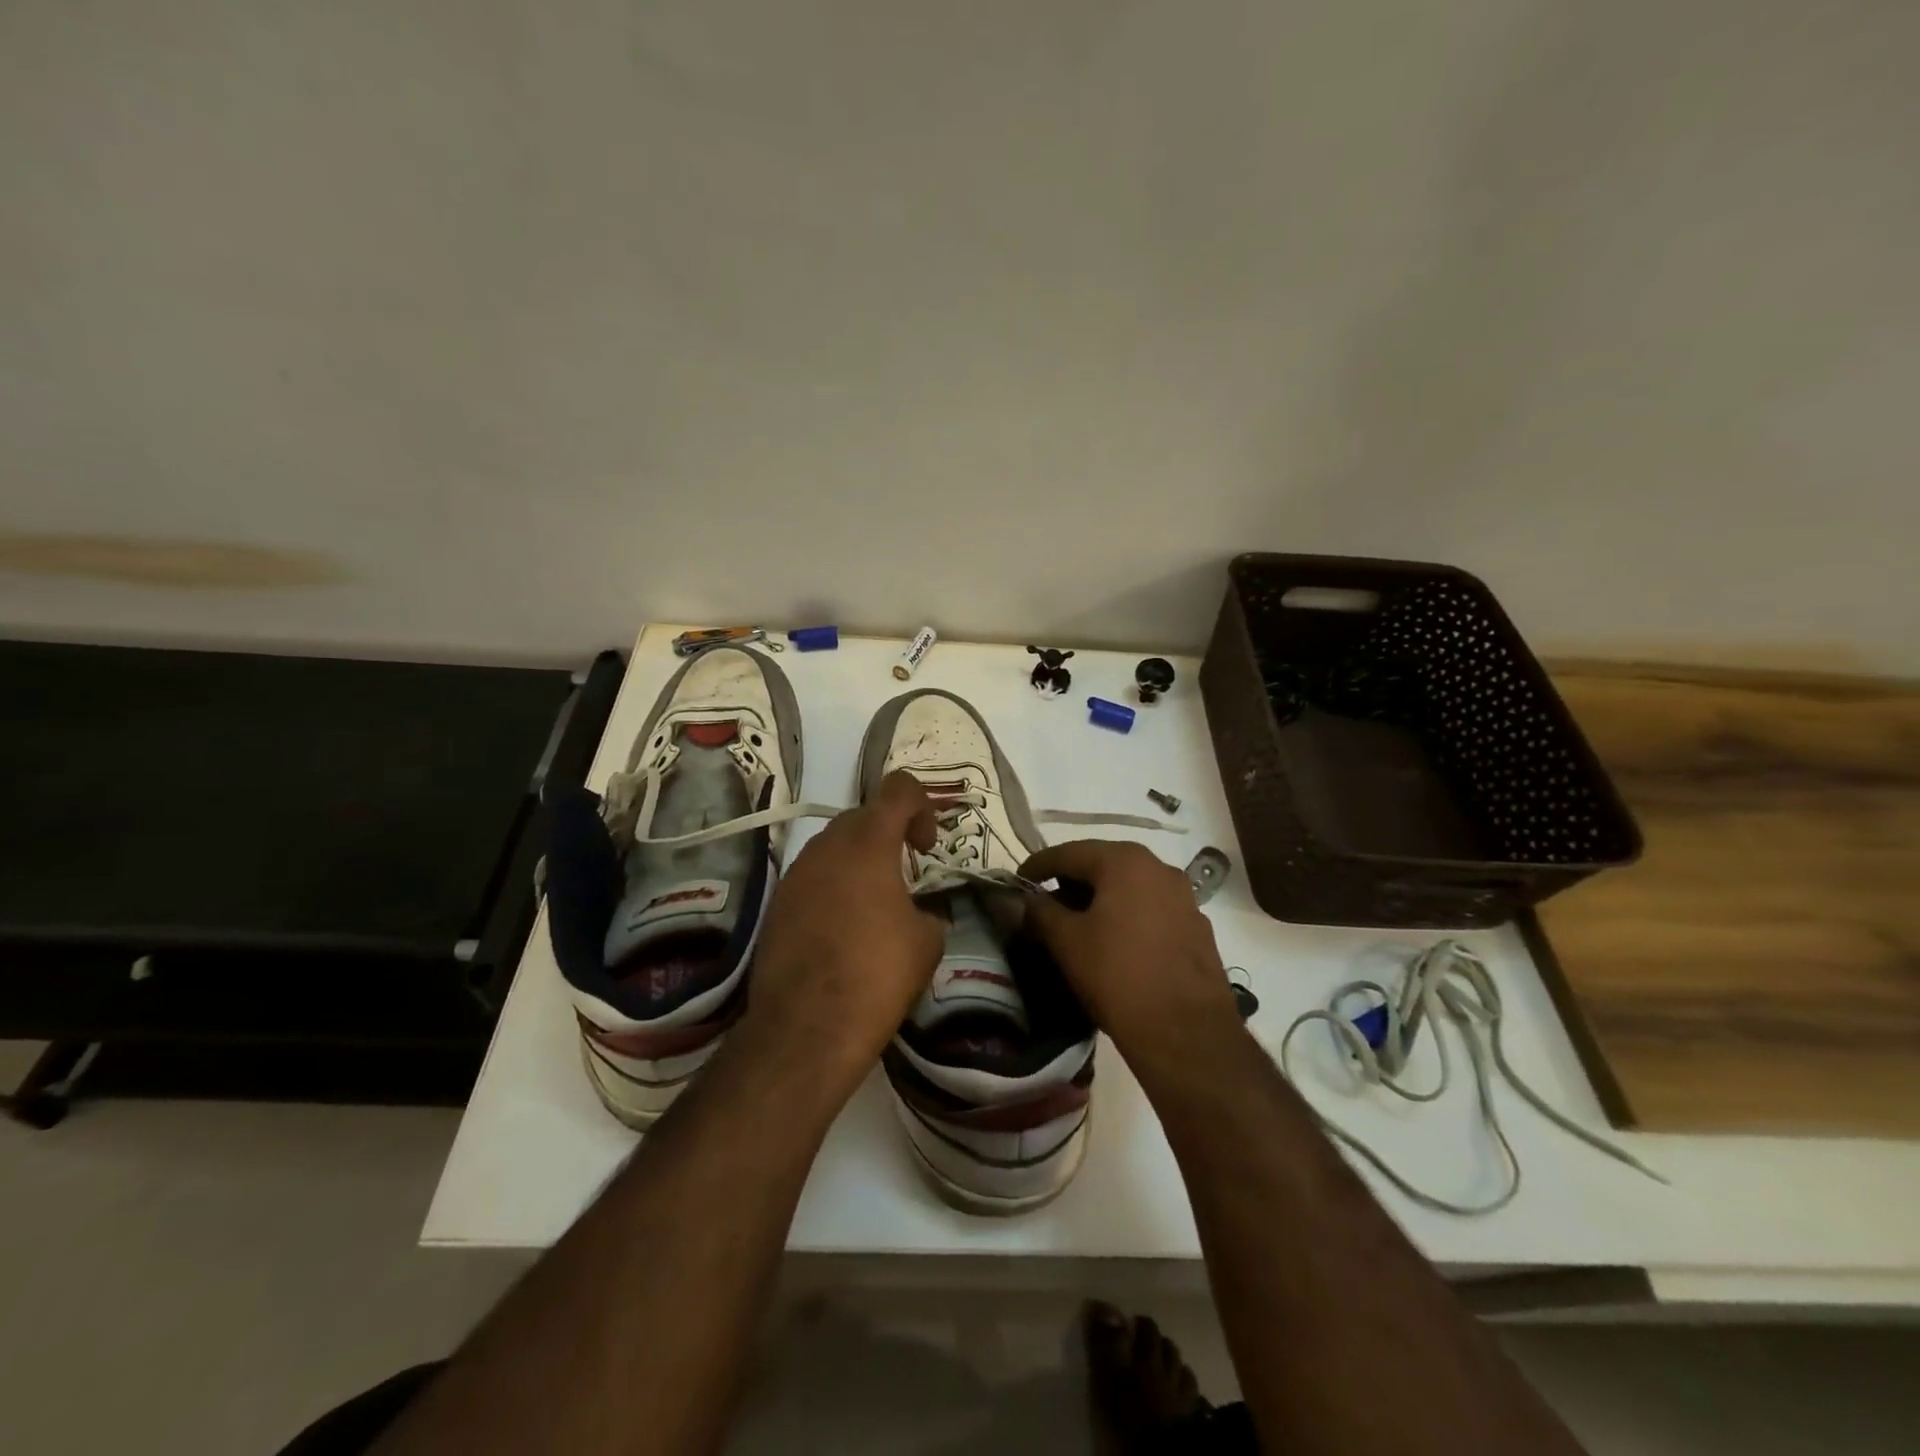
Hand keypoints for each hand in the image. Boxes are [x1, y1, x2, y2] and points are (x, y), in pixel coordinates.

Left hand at [741, 771, 944, 1094]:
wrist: (806, 1028)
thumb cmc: (876, 975)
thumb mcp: (927, 942)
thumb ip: (929, 911)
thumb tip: (920, 914)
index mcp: (868, 843)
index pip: (898, 788)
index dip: (922, 806)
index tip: (926, 847)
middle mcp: (827, 846)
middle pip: (864, 816)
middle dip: (890, 836)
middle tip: (907, 876)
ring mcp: (796, 874)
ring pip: (835, 847)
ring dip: (860, 862)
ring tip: (875, 907)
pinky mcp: (777, 904)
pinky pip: (814, 877)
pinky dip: (834, 887)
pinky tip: (844, 931)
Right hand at [1019, 840, 1239, 1066]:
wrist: (1187, 1034)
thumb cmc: (1118, 976)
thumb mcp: (1067, 942)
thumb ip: (1040, 912)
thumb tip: (1026, 900)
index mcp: (1126, 862)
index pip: (1069, 853)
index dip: (1038, 865)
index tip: (1018, 881)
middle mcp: (1159, 869)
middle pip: (1102, 866)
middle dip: (1070, 883)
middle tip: (1044, 905)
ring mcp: (1184, 898)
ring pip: (1129, 888)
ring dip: (1099, 900)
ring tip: (1076, 926)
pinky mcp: (1196, 928)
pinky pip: (1151, 910)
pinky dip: (1126, 917)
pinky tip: (1114, 944)